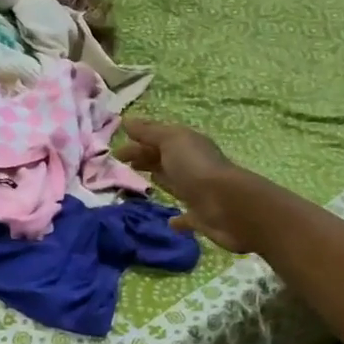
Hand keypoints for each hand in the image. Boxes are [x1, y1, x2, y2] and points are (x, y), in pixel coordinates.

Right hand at [115, 118, 257, 251]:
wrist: (228, 206)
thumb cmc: (196, 168)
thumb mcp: (171, 141)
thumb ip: (149, 132)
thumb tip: (126, 120)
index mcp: (186, 145)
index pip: (158, 139)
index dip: (138, 142)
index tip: (115, 151)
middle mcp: (192, 166)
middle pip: (164, 159)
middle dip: (144, 158)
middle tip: (120, 164)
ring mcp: (197, 192)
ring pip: (173, 183)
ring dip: (160, 181)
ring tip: (137, 185)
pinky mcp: (201, 217)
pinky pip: (186, 217)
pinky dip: (177, 219)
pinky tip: (168, 222)